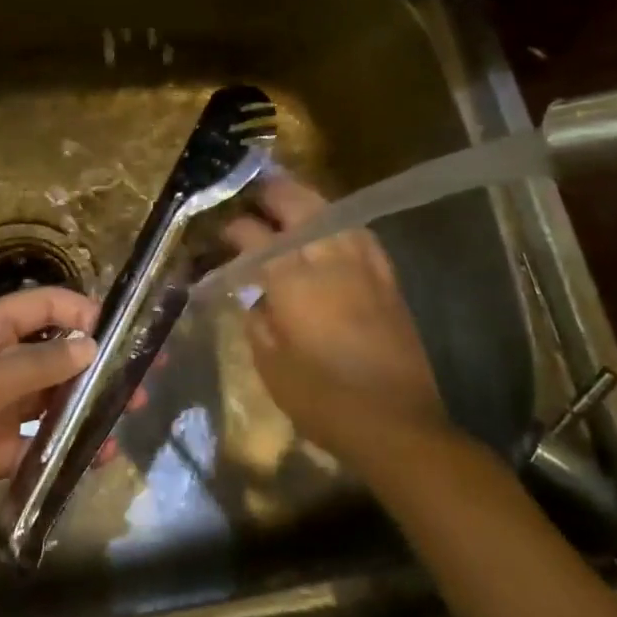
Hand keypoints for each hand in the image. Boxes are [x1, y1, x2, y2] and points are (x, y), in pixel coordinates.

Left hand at [0, 286, 100, 538]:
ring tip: (125, 419)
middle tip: (140, 382)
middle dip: (97, 365)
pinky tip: (95, 458)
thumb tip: (93, 346)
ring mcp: (0, 407)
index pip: (48, 306)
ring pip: (54, 399)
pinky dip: (66, 448)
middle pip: (59, 354)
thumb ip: (40, 365)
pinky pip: (40, 443)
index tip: (123, 333)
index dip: (84, 312)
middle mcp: (2, 362)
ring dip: (86, 407)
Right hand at [221, 173, 447, 465]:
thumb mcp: (271, 366)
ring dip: (308, 201)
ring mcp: (362, 266)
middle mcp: (327, 261)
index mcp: (291, 282)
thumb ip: (258, 322)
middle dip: (274, 195)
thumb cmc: (323, 400)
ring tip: (291, 199)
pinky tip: (335, 227)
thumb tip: (255, 297)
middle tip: (256, 194)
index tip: (222, 233)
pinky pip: (362, 236)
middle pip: (299, 208)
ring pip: (333, 214)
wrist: (394, 423)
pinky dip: (342, 223)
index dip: (235, 230)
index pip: (255, 237)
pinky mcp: (387, 279)